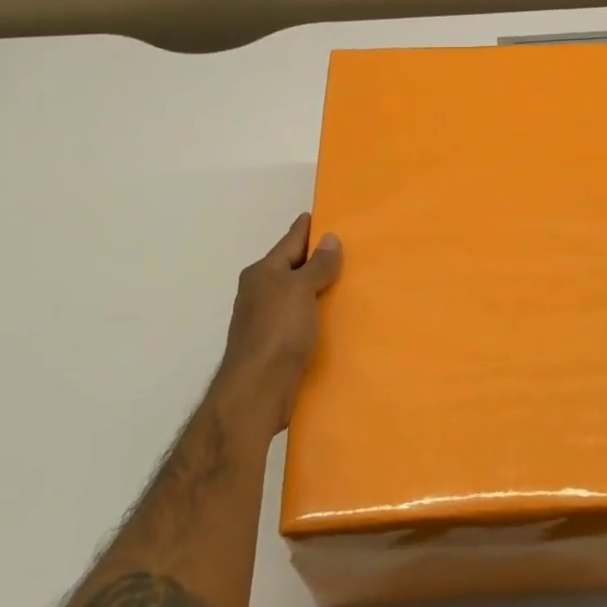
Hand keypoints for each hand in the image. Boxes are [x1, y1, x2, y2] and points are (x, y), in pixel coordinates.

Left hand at [215, 214, 341, 432]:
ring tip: (349, 281)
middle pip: (292, 268)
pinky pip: (301, 319)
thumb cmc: (278, 331)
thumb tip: (329, 238)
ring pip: (296, 295)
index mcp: (262, 273)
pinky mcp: (275, 346)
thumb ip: (317, 265)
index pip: (289, 242)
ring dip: (317, 288)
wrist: (257, 391)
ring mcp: (265, 321)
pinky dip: (316, 314)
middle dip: (315, 259)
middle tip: (348, 247)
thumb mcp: (300, 290)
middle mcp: (260, 293)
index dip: (306, 228)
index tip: (322, 215)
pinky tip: (335, 317)